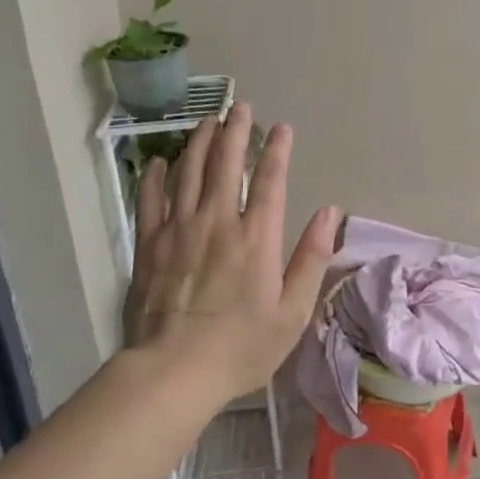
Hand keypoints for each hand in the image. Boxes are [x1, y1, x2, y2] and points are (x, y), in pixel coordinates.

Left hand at [128, 103, 340, 401]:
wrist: (173, 371)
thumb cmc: (241, 346)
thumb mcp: (293, 310)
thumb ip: (312, 257)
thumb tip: (331, 212)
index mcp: (257, 236)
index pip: (270, 179)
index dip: (278, 149)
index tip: (281, 127)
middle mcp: (218, 220)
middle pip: (226, 162)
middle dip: (235, 130)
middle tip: (239, 107)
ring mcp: (179, 228)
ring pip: (189, 171)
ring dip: (200, 142)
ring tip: (207, 120)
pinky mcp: (149, 244)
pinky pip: (151, 198)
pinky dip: (156, 175)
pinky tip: (160, 160)